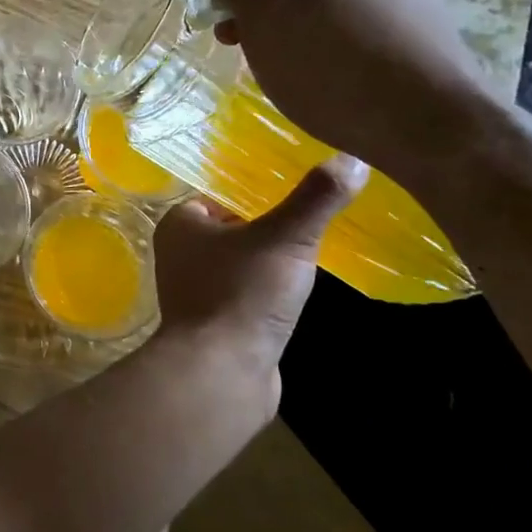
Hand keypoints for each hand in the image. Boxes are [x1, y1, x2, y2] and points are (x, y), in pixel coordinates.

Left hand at [153, 158, 364, 413]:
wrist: (222, 372)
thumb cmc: (242, 293)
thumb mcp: (285, 237)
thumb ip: (316, 199)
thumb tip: (352, 159)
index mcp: (179, 224)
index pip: (220, 194)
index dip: (256, 192)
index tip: (297, 189)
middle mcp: (179, 254)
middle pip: (232, 228)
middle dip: (269, 226)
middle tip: (313, 219)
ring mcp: (194, 290)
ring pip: (240, 262)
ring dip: (271, 260)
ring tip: (312, 252)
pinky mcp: (215, 322)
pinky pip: (246, 294)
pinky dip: (268, 291)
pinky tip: (297, 292)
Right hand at [207, 0, 509, 178]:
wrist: (426, 118)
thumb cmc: (326, 68)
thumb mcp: (263, 20)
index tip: (231, 28)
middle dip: (269, 6)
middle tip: (255, 52)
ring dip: (306, 21)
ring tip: (301, 67)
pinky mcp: (426, 18)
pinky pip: (366, 18)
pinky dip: (344, 38)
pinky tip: (344, 72)